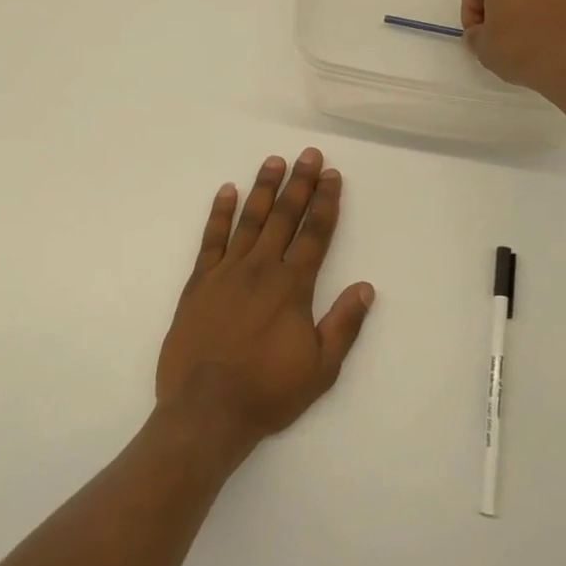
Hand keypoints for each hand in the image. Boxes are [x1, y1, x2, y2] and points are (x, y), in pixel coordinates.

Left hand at [156, 149, 375, 458]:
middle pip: (284, 217)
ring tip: (274, 161)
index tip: (332, 176)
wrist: (206, 410)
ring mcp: (226, 272)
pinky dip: (219, 213)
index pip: (315, 234)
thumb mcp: (320, 368)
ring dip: (264, 189)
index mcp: (292, 287)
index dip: (326, 203)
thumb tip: (366, 287)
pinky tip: (226, 191)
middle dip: (299, 184)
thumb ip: (343, 325)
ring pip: (249, 220)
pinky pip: (211, 239)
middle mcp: (261, 269)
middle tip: (309, 155)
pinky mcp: (199, 282)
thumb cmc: (268, 391)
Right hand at [462, 0, 565, 101]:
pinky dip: (557, 8)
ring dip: (530, 2)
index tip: (477, 33)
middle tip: (500, 29)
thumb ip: (475, 35)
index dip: (470, 7)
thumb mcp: (483, 49)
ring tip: (532, 33)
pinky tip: (558, 34)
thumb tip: (481, 32)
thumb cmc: (524, 49)